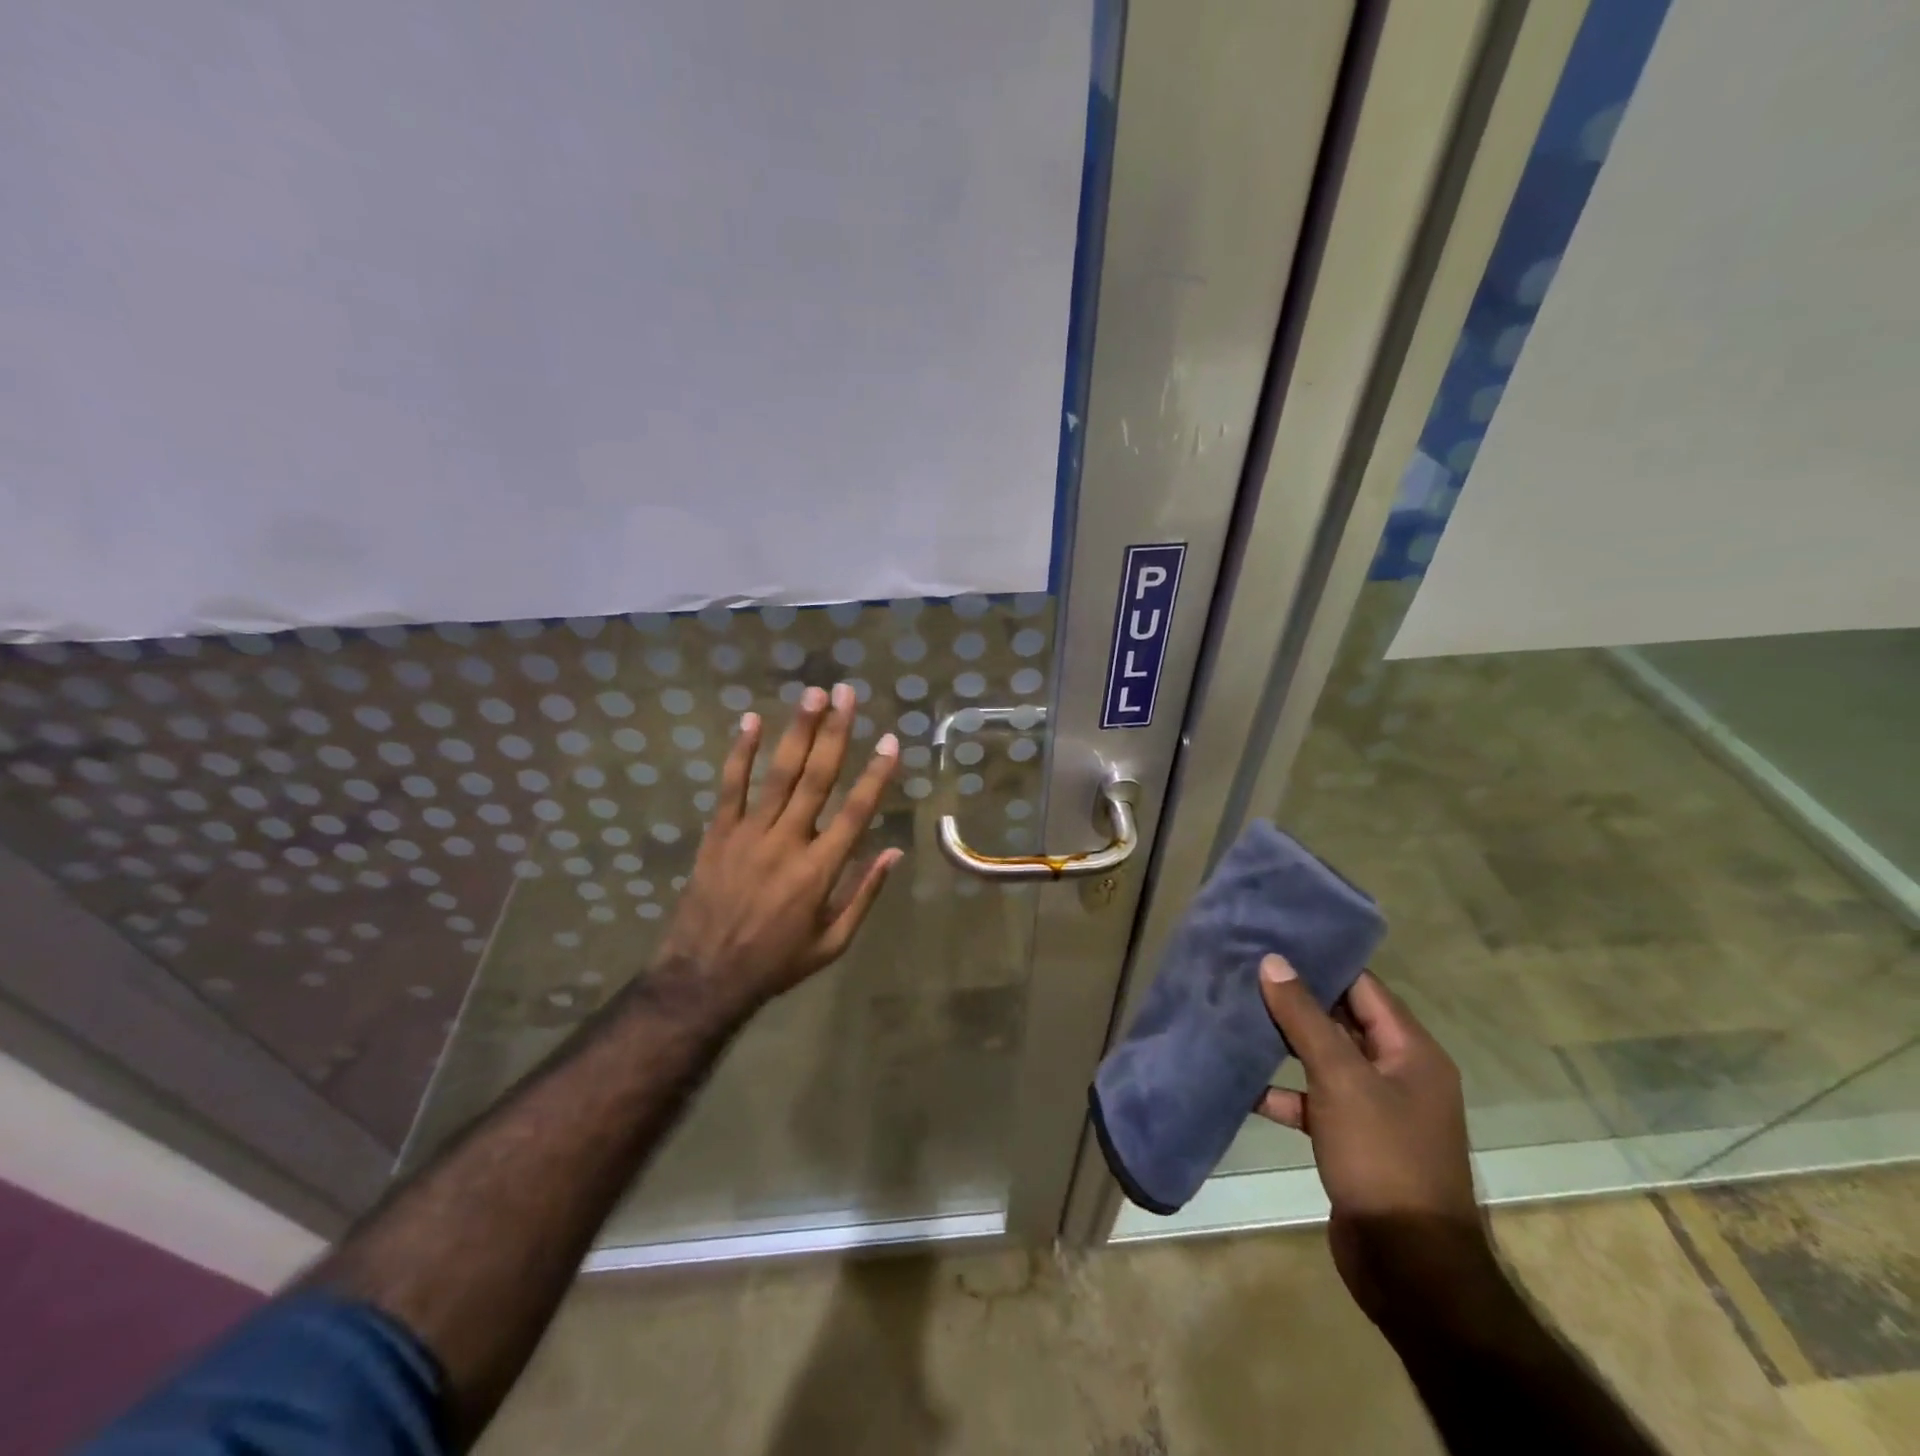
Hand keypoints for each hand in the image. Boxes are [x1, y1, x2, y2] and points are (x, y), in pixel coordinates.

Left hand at [656, 683, 902, 1010]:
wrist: (704, 977)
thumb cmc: (776, 962)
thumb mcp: (832, 942)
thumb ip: (864, 895)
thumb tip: (894, 852)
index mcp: (819, 870)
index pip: (856, 812)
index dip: (876, 775)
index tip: (890, 741)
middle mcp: (787, 842)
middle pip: (817, 778)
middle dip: (836, 732)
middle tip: (847, 693)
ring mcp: (749, 834)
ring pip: (778, 773)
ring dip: (798, 730)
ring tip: (812, 694)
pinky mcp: (719, 833)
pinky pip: (731, 786)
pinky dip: (741, 752)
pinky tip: (752, 720)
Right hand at [1256, 960, 1498, 1328]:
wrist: (1408, 1266)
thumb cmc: (1383, 1157)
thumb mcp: (1341, 1078)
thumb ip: (1304, 1017)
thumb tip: (1274, 961)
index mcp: (1411, 1051)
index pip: (1363, 987)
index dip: (1321, 962)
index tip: (1274, 940)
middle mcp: (1398, 1073)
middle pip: (1341, 1020)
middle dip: (1294, 999)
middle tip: (1244, 971)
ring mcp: (1375, 1109)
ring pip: (1323, 1060)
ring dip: (1284, 1044)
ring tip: (1235, 1015)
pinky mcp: (1352, 1140)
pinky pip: (1314, 1101)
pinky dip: (1283, 1093)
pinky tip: (1244, 1085)